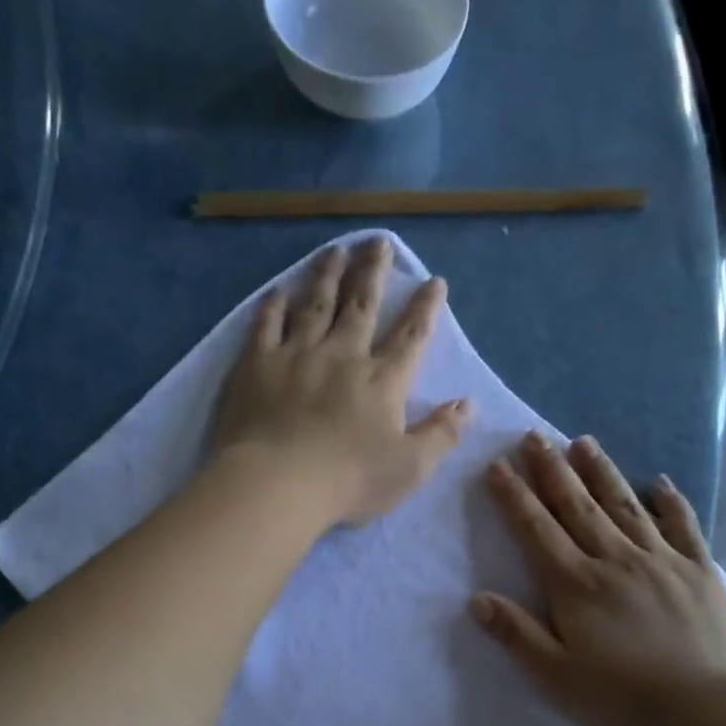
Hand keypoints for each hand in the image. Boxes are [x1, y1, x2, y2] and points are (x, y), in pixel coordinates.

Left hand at [210, 237, 471, 526]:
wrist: (278, 483)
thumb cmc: (350, 480)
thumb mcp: (411, 466)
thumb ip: (442, 434)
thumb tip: (468, 405)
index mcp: (382, 380)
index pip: (410, 336)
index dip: (425, 308)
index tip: (434, 281)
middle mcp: (342, 355)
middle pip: (362, 305)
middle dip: (373, 272)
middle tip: (378, 243)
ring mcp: (296, 355)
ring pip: (315, 304)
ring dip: (328, 275)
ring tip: (335, 250)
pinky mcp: (257, 365)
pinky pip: (266, 325)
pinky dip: (274, 305)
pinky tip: (278, 290)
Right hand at [472, 433, 725, 725]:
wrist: (701, 709)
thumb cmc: (619, 696)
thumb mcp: (554, 675)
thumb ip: (516, 634)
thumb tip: (477, 599)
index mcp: (577, 585)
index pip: (537, 530)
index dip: (515, 497)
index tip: (498, 466)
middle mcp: (616, 559)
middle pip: (578, 506)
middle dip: (553, 470)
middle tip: (535, 436)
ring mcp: (661, 560)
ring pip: (625, 505)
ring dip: (602, 472)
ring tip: (583, 442)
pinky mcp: (699, 570)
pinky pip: (683, 526)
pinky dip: (670, 502)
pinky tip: (660, 482)